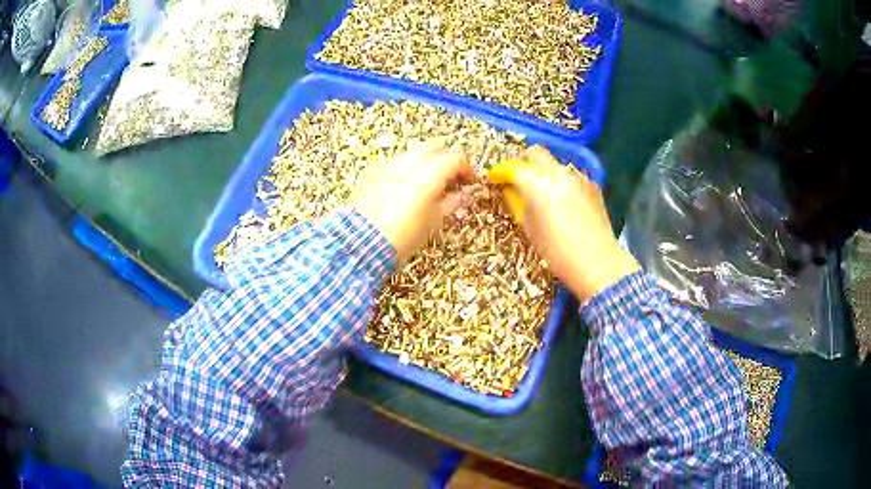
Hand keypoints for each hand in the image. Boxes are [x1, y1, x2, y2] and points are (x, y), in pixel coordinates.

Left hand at [349, 140, 473, 263]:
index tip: (469, 181)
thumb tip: (461, 195)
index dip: (466, 169)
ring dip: (422, 164)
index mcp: (429, 174)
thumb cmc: (403, 237)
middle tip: (448, 179)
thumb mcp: (433, 222)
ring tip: (424, 185)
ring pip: (411, 154)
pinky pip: (392, 164)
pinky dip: (402, 171)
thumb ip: (450, 203)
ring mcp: (387, 165)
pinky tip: (401, 189)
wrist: (362, 243)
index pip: (455, 159)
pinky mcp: (371, 172)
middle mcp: (408, 163)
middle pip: (433, 148)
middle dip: (443, 160)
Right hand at [488, 146, 639, 302]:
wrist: (598, 263)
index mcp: (537, 185)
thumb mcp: (530, 230)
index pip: (513, 168)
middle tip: (518, 179)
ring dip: (544, 171)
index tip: (496, 179)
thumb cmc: (558, 253)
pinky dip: (562, 182)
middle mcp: (558, 174)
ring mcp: (578, 178)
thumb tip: (511, 190)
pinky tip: (564, 201)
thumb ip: (518, 204)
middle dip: (524, 162)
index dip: (501, 172)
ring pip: (555, 164)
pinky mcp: (593, 186)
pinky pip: (571, 176)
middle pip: (535, 153)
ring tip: (542, 192)